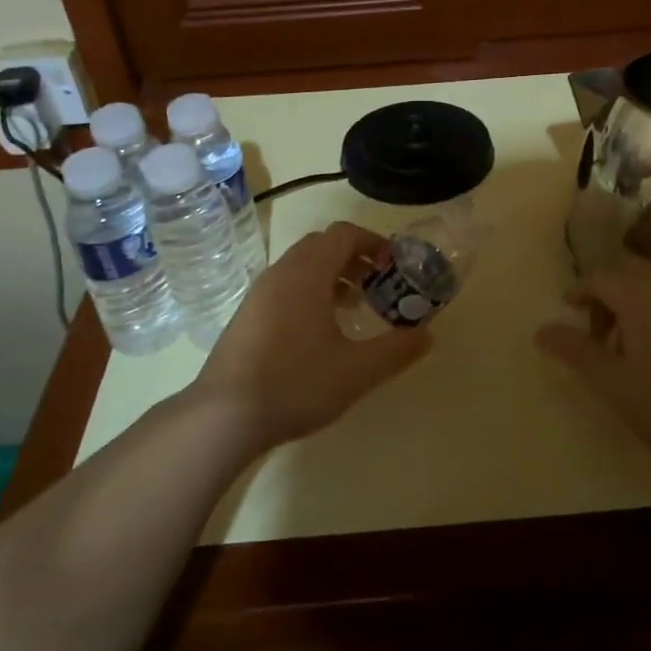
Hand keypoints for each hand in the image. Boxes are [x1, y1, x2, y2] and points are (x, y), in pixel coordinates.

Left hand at [193, 221, 430, 450]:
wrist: (224, 416)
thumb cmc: (296, 383)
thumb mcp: (357, 371)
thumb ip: (397, 350)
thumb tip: (427, 335)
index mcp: (308, 273)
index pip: (344, 234)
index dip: (373, 242)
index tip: (393, 265)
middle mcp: (281, 272)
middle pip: (322, 245)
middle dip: (354, 257)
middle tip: (378, 284)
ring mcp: (259, 293)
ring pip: (301, 265)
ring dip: (332, 275)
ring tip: (353, 307)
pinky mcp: (247, 315)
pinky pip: (285, 285)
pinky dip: (310, 291)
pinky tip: (319, 332)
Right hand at [535, 256, 650, 473]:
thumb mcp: (612, 382)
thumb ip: (575, 351)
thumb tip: (542, 330)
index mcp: (639, 296)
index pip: (599, 277)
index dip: (578, 290)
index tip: (566, 309)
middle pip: (628, 272)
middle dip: (605, 293)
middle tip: (594, 328)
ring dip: (630, 304)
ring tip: (621, 347)